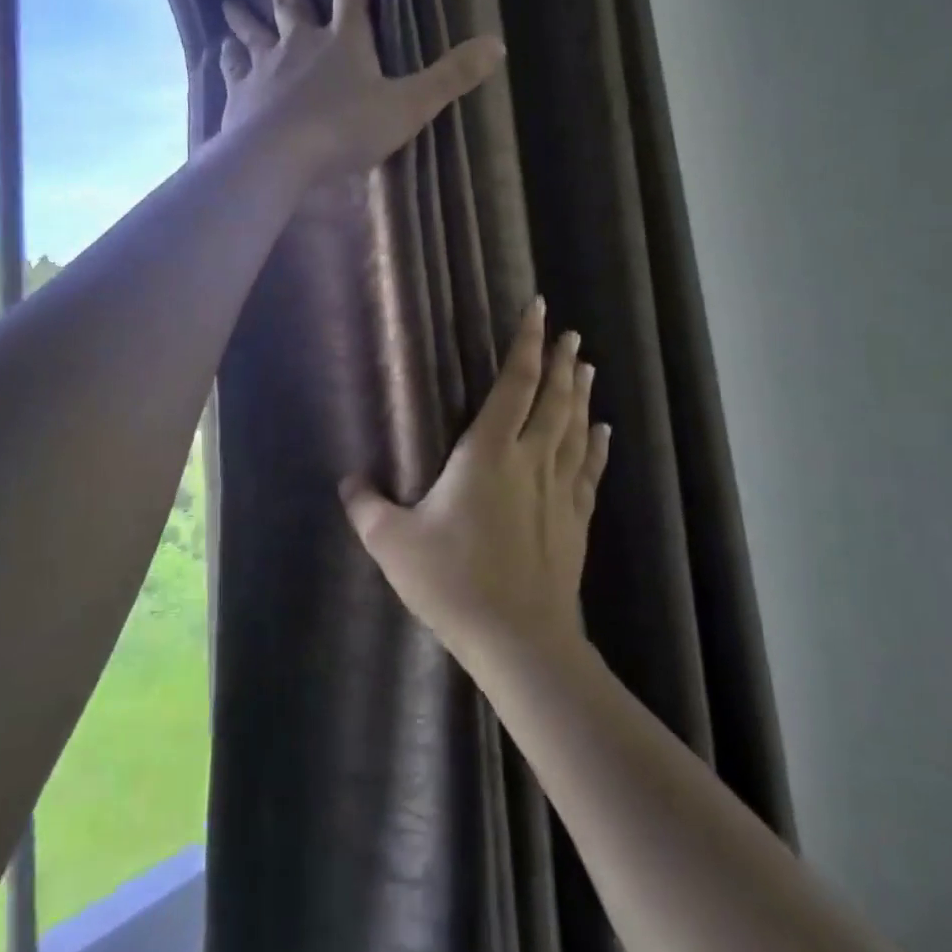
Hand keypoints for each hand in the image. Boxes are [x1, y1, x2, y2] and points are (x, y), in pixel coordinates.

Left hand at [219, 0, 503, 181]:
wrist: (279, 158)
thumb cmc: (345, 130)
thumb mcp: (408, 106)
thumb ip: (450, 77)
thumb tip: (498, 45)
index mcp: (344, 40)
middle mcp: (300, 45)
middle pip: (289, 2)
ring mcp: (265, 70)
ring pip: (253, 35)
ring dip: (243, 19)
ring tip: (227, 3)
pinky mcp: (240, 98)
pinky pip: (233, 74)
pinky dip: (227, 63)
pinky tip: (220, 57)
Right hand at [340, 299, 611, 670]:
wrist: (520, 640)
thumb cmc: (454, 582)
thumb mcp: (393, 544)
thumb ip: (367, 507)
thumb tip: (348, 480)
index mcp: (488, 454)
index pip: (514, 385)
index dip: (526, 344)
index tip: (540, 311)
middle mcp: (531, 461)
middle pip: (553, 400)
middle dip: (562, 363)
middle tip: (572, 334)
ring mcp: (559, 491)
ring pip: (575, 429)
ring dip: (581, 395)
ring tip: (588, 368)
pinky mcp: (576, 520)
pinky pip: (589, 471)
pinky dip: (597, 445)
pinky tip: (603, 431)